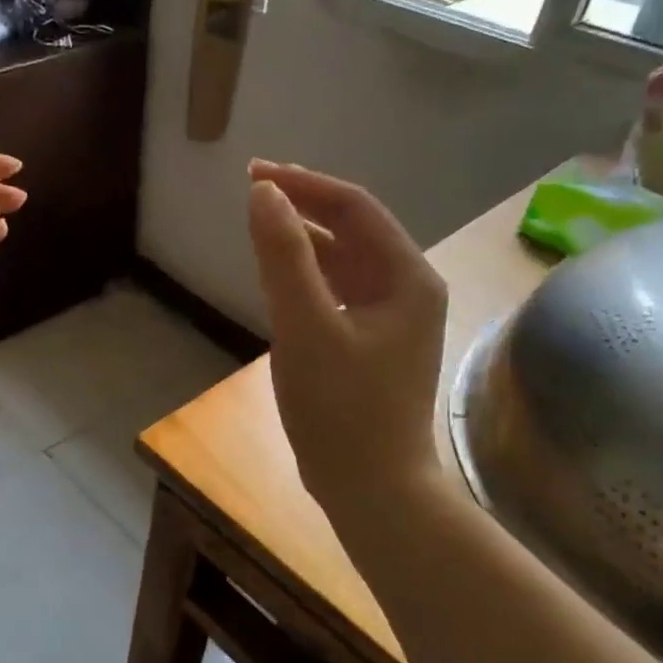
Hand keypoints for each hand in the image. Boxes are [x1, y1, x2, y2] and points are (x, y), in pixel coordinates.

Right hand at [246, 160, 447, 509]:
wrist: (372, 489)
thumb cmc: (341, 409)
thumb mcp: (305, 327)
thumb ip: (284, 256)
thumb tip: (263, 192)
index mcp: (407, 277)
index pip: (355, 207)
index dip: (304, 183)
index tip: (253, 173)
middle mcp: (409, 288)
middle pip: (353, 229)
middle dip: (304, 206)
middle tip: (253, 192)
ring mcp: (394, 317)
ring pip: (345, 260)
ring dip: (304, 239)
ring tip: (261, 226)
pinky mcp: (374, 342)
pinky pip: (340, 291)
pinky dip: (309, 275)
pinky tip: (280, 277)